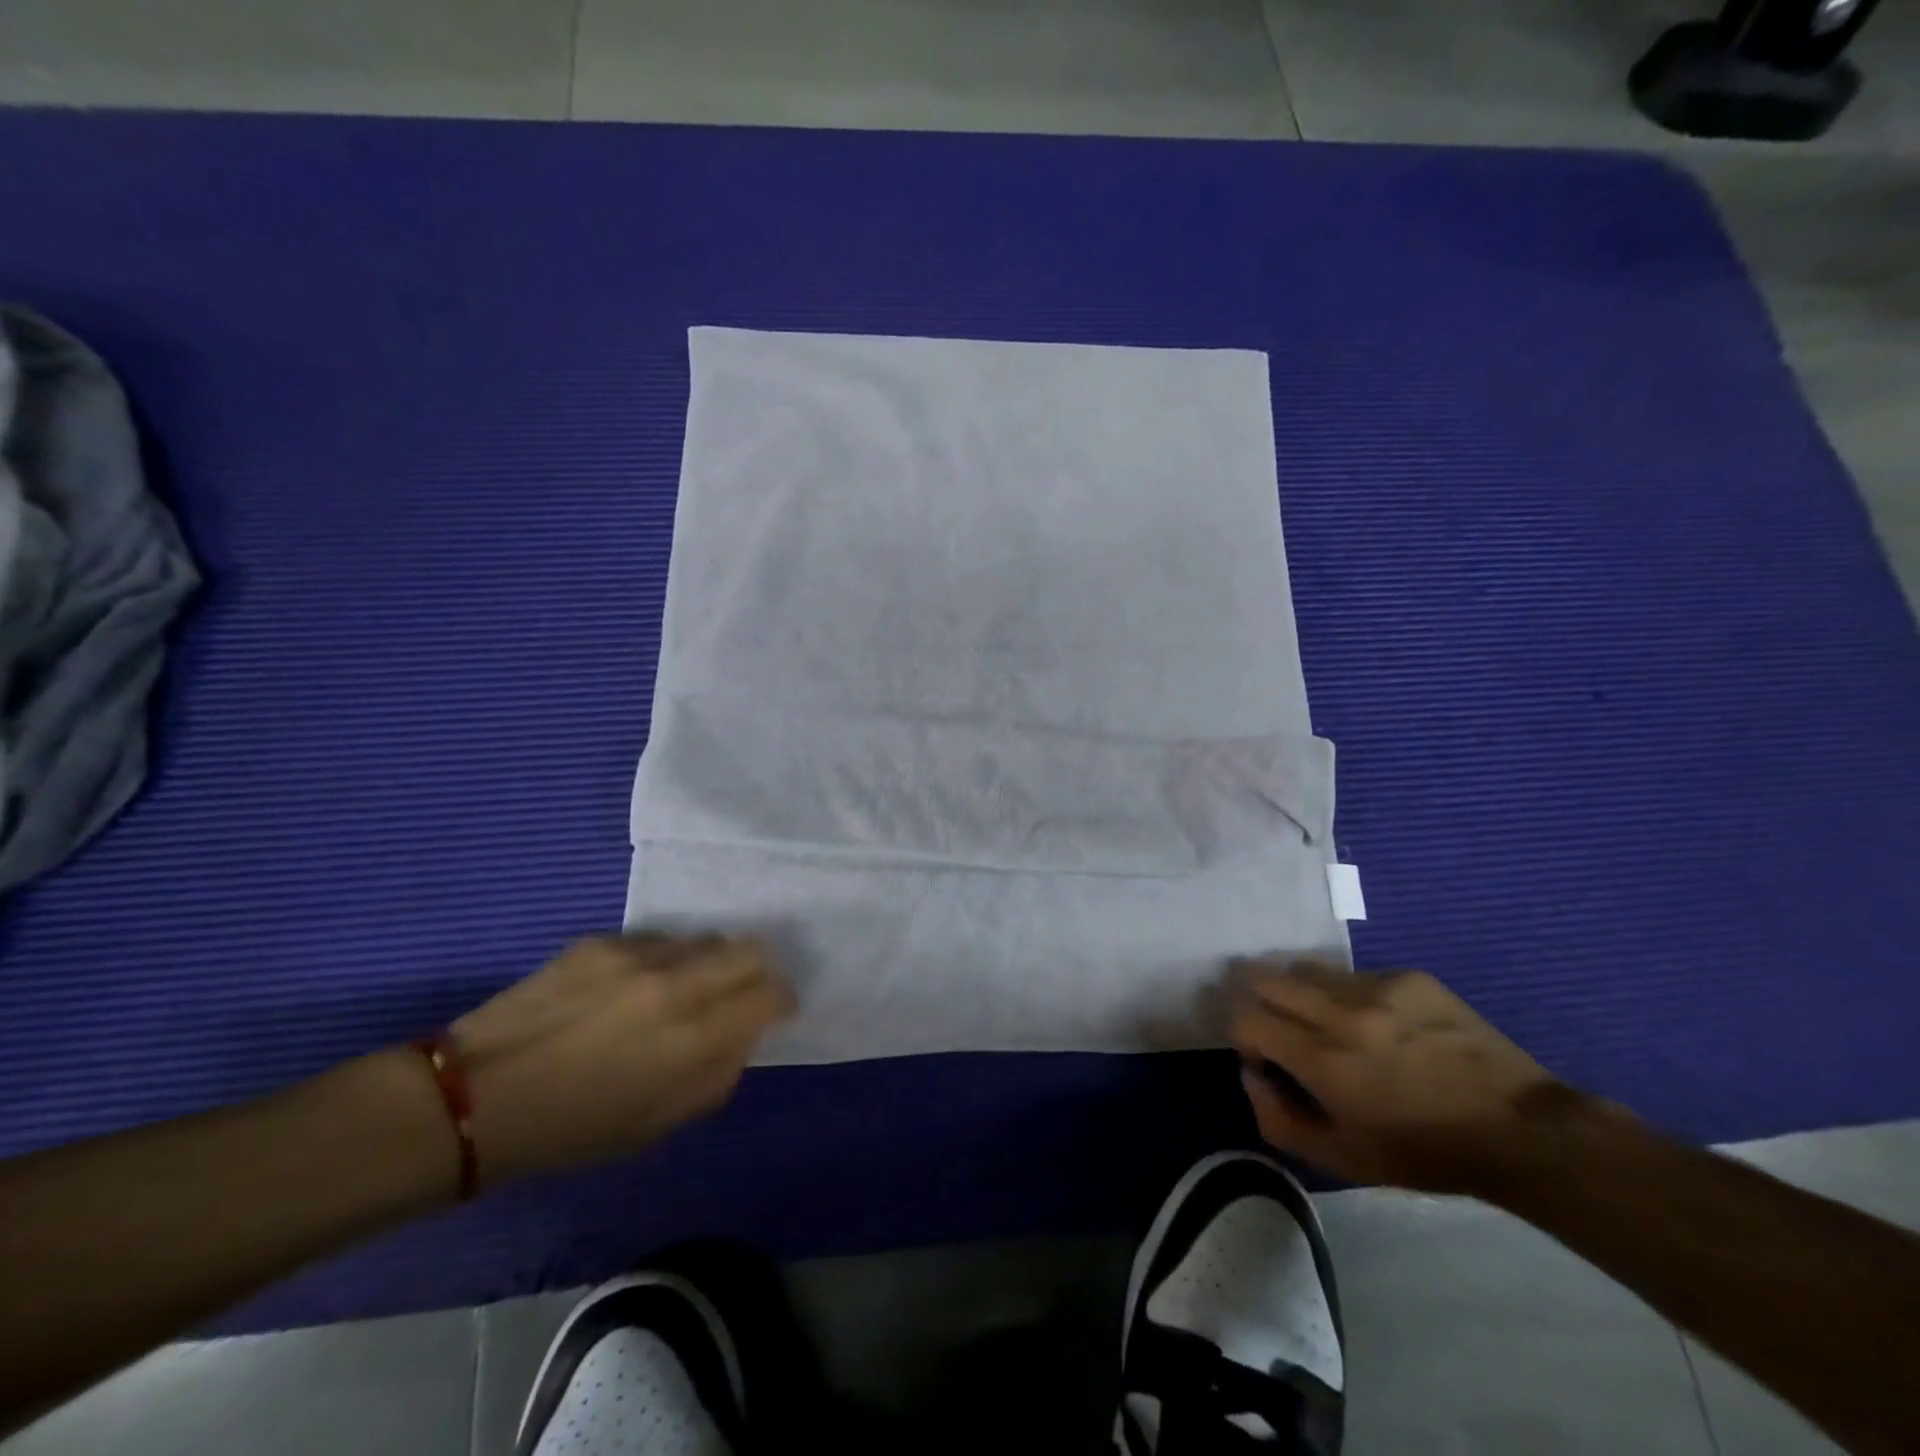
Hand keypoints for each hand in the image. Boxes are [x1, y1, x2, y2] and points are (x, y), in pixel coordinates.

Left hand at [448, 933, 793, 1184]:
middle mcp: (676, 983)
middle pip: (750, 948)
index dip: (782, 1000)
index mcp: (694, 1037)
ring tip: (683, 990)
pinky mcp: (603, 940)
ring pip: (706, 938)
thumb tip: (745, 1035)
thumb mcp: (659, 1124)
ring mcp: (638, 954)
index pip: (770, 992)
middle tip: (740, 994)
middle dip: (757, 970)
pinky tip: (634, 986)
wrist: (477, 1096)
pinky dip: (665, 959)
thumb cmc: (574, 1128)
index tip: (774, 1012)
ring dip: (709, 962)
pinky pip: (659, 939)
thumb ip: (718, 1074)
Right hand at [1229, 961, 1563, 1193]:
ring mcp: (1377, 988)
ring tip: (1330, 1023)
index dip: (1244, 1036)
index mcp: (1322, 1060)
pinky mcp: (1408, 976)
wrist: (1519, 1130)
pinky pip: (1353, 974)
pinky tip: (1381, 1024)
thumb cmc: (1424, 1152)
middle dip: (1263, 1004)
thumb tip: (1251, 1074)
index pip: (1246, 1017)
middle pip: (1264, 978)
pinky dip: (1349, 995)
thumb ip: (1278, 1119)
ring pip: (1306, 968)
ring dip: (1302, 994)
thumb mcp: (1343, 1159)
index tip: (1267, 1058)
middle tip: (1286, 1032)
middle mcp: (1341, 1013)